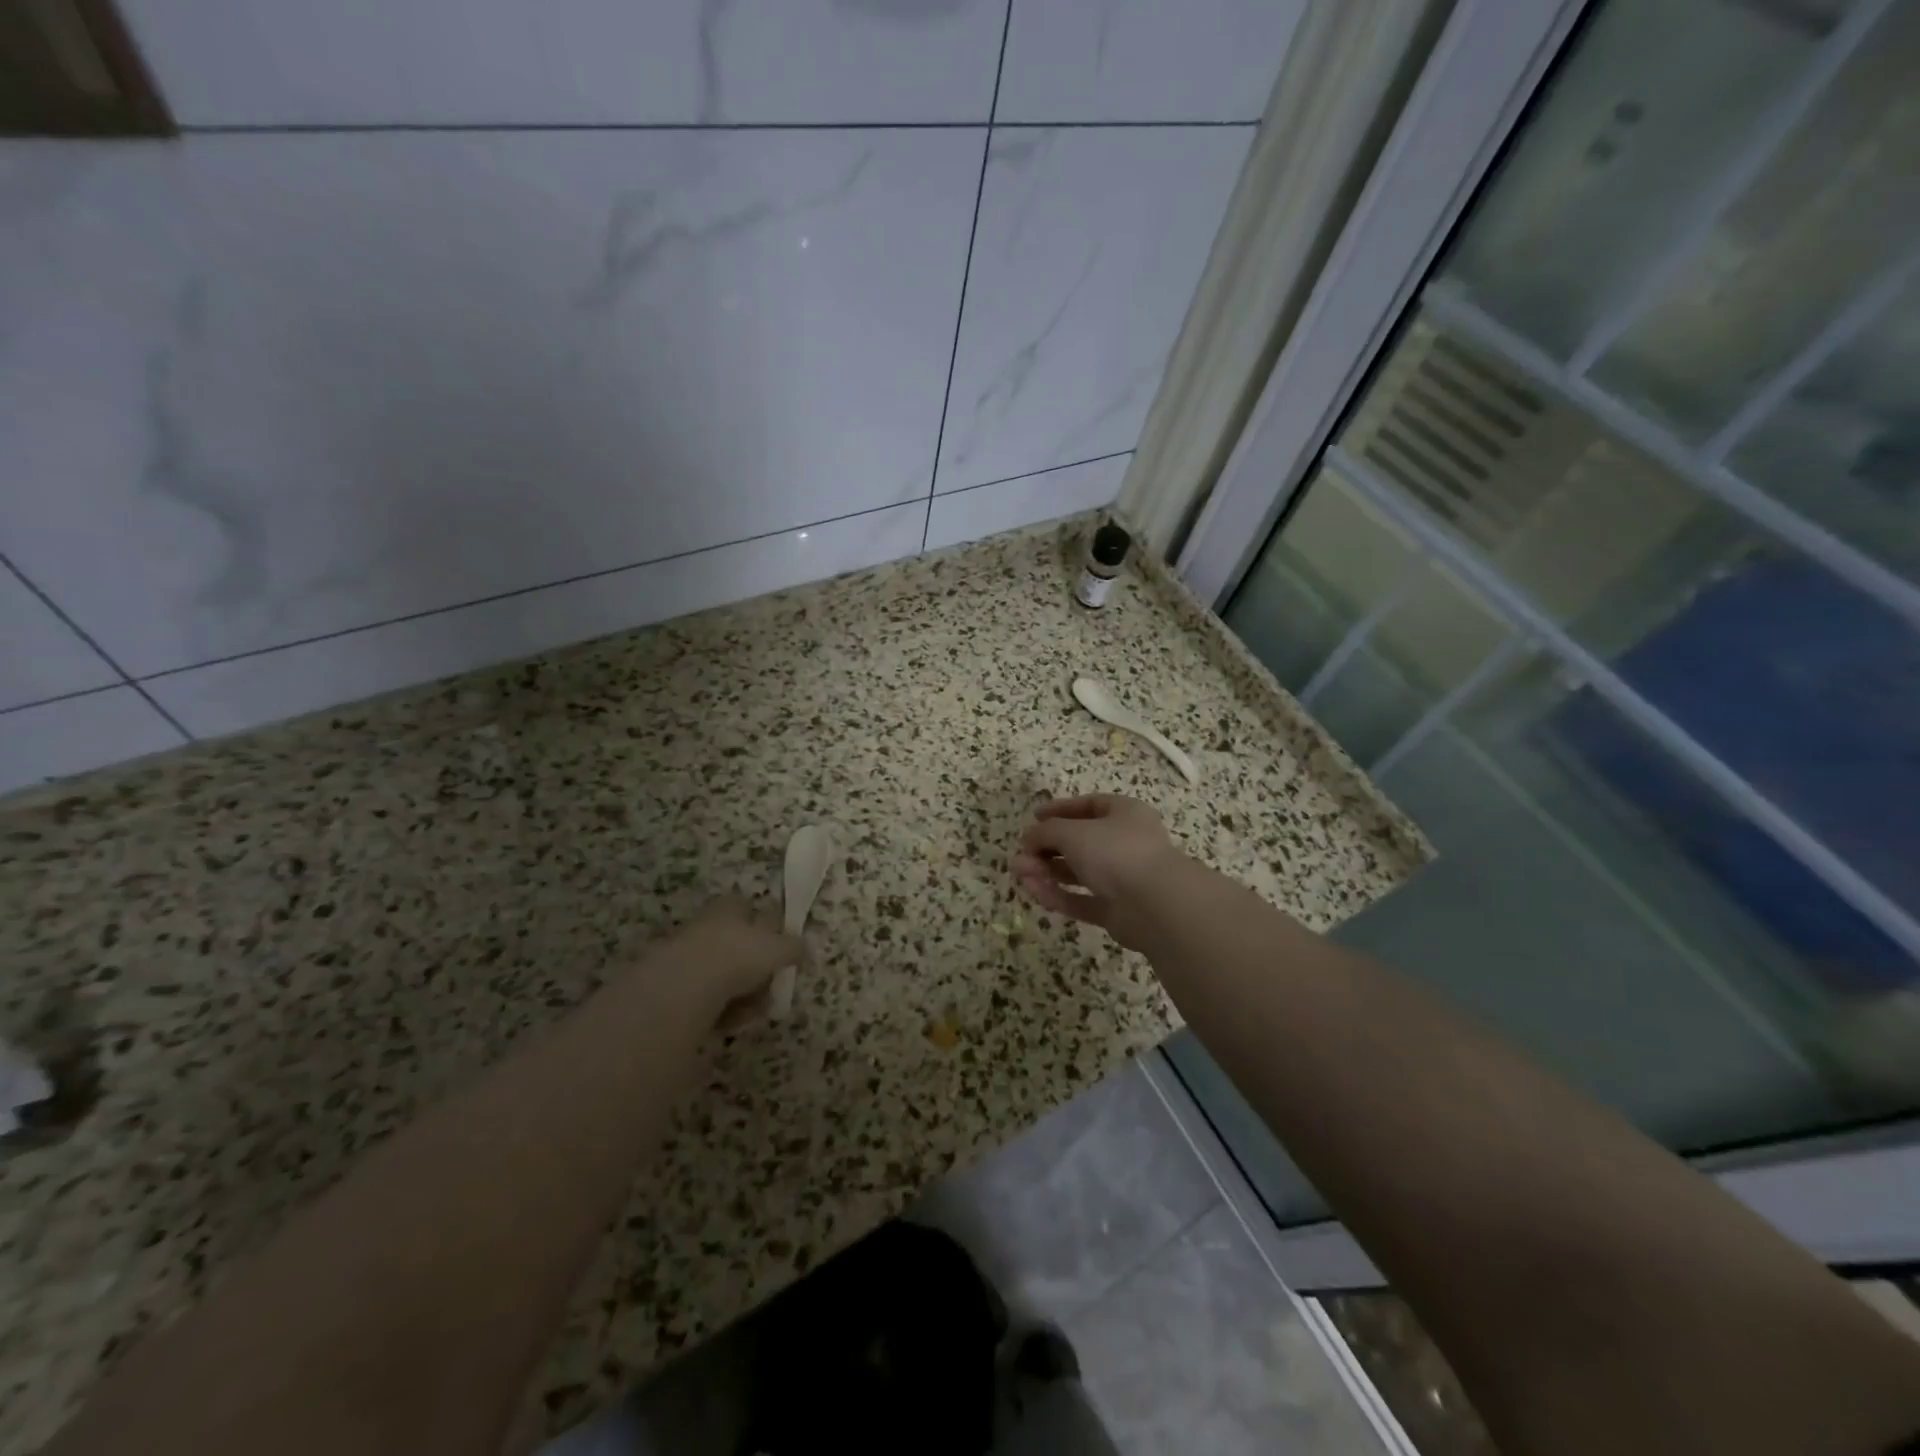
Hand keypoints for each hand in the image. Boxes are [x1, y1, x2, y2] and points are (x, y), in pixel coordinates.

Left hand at [670, 896, 803, 1028]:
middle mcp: (706, 927)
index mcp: (728, 908)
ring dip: (742, 995)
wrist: (683, 989)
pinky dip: (721, 1012)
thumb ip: (794, 947)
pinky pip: (707, 1000)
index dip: (764, 927)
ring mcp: (687, 958)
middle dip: (757, 971)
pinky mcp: (674, 991)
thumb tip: (807, 947)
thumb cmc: (736, 956)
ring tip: (751, 1011)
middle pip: (737, 947)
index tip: (779, 951)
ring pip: (724, 977)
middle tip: (770, 989)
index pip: (746, 908)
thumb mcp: (777, 949)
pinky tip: (728, 1022)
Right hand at [1011, 795, 1184, 948]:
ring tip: (1018, 872)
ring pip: (1078, 872)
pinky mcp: (1116, 911)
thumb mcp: (1073, 832)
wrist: (1155, 905)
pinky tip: (1035, 891)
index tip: (1034, 816)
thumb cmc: (1116, 852)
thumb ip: (1046, 832)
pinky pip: (1082, 900)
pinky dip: (1058, 895)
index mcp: (1125, 814)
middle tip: (1021, 853)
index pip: (1089, 805)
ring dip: (1047, 871)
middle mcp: (1126, 844)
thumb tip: (1028, 838)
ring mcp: (1122, 879)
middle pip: (1080, 842)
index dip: (1061, 809)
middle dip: (1047, 847)